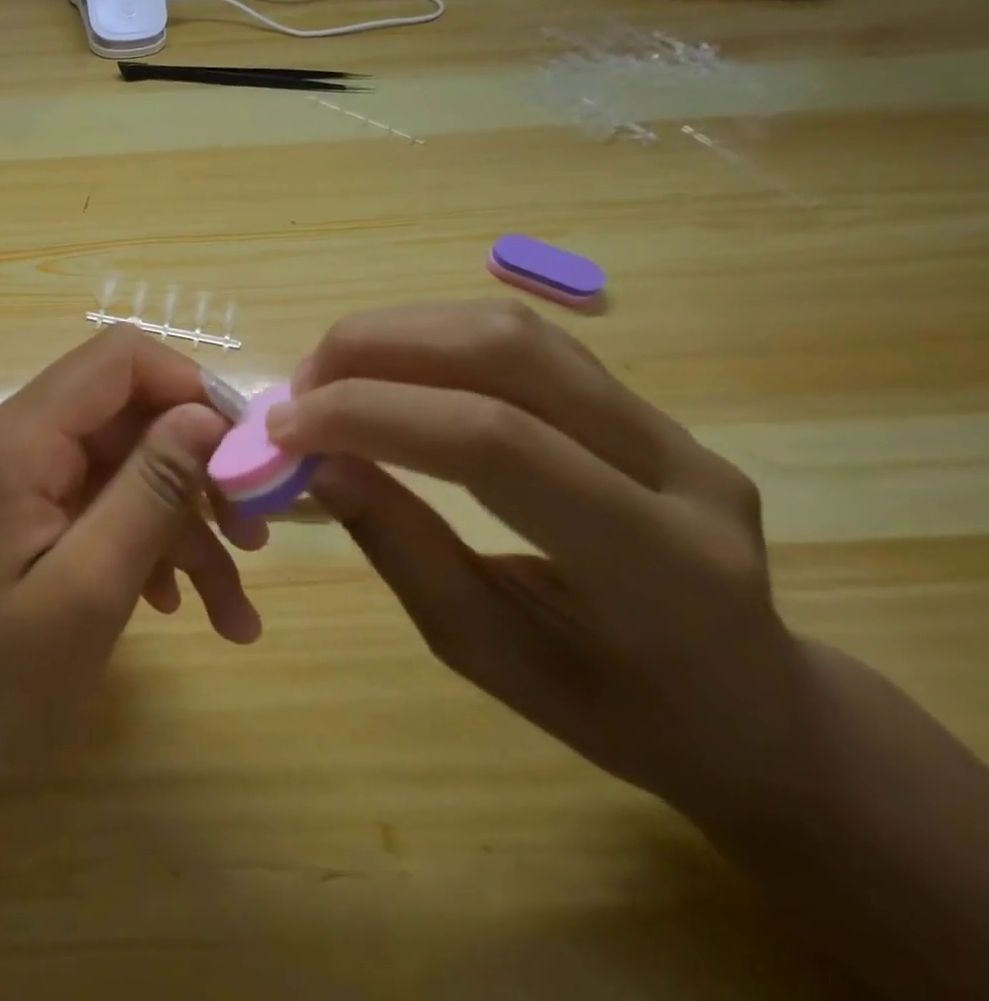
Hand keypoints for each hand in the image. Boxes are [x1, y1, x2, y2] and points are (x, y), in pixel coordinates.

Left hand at [0, 327, 259, 820]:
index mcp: (17, 437)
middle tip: (255, 538)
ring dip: (181, 527)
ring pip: (120, 468)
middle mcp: (12, 438)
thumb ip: (150, 491)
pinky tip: (176, 607)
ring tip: (232, 610)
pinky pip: (95, 505)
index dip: (192, 387)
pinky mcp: (17, 516)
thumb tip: (206, 414)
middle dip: (196, 470)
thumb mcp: (88, 587)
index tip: (249, 452)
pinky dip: (142, 545)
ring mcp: (13, 478)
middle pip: (126, 414)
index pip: (119, 358)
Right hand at [270, 301, 806, 818]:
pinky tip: (384, 370)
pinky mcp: (638, 400)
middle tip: (299, 391)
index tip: (283, 431)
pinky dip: (428, 338)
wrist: (753, 706)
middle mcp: (677, 470)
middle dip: (375, 350)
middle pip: (505, 352)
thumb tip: (314, 462)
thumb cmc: (612, 708)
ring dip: (395, 333)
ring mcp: (667, 424)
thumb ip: (399, 545)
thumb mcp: (484, 652)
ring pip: (510, 329)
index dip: (371, 416)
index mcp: (654, 566)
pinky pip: (519, 340)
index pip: (494, 443)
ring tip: (329, 377)